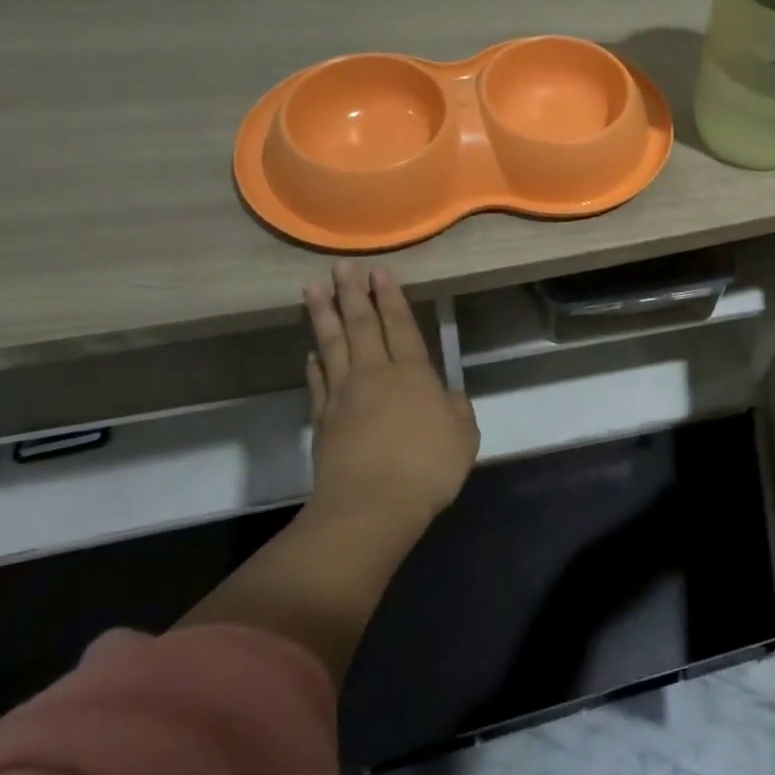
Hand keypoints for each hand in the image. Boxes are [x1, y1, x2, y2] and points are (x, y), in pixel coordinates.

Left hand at [301, 262, 479, 540]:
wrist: (371, 507)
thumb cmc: (427, 468)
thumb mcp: (463, 437)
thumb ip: (457, 410)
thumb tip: (447, 396)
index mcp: (414, 375)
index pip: (400, 326)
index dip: (391, 298)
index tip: (380, 273)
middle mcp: (376, 375)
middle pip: (362, 327)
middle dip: (353, 294)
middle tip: (341, 267)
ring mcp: (344, 396)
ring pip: (332, 346)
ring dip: (323, 316)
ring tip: (313, 290)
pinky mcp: (323, 420)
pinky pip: (318, 383)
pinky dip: (315, 364)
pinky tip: (311, 353)